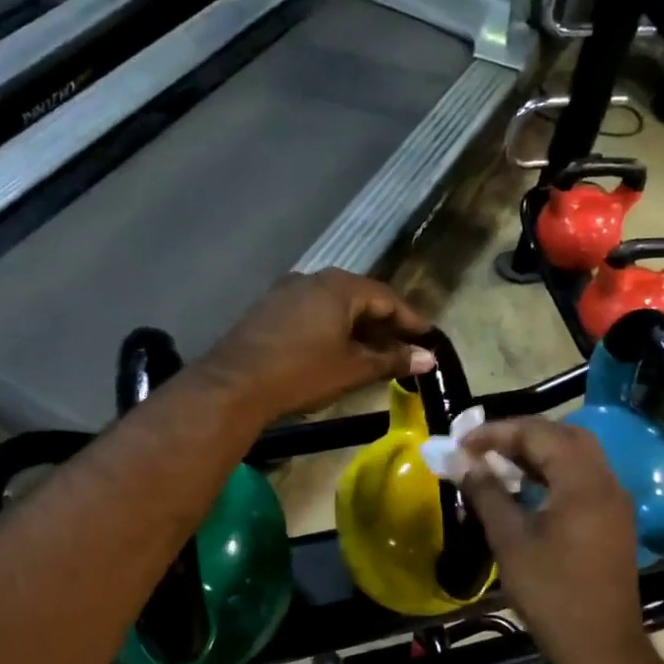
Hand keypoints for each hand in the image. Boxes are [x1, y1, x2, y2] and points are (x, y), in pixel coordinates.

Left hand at [200, 270, 433, 421]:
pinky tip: (336, 350)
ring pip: (334, 304)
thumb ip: (392, 360)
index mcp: (340, 287)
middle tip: (403, 347)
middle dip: (384, 323)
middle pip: (360, 297)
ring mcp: (287, 291)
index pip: (387, 298)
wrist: (235, 384)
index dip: (410, 320)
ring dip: (357, 326)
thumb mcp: (353, 369)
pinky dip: (332, 327)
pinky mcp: (269, 308)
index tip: (427, 339)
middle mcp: (314, 279)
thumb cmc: (302, 373)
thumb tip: (428, 358)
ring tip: (373, 352)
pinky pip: (312, 311)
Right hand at [458, 418, 659, 663]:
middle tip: (483, 447)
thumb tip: (461, 462)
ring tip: (498, 463)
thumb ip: (486, 494)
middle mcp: (605, 481)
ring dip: (538, 452)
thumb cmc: (552, 594)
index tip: (461, 442)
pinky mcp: (613, 520)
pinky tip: (526, 488)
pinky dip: (553, 472)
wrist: (601, 647)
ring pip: (576, 455)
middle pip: (563, 435)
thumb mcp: (510, 541)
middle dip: (520, 435)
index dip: (496, 432)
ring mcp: (614, 501)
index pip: (538, 433)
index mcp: (582, 482)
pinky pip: (583, 477)